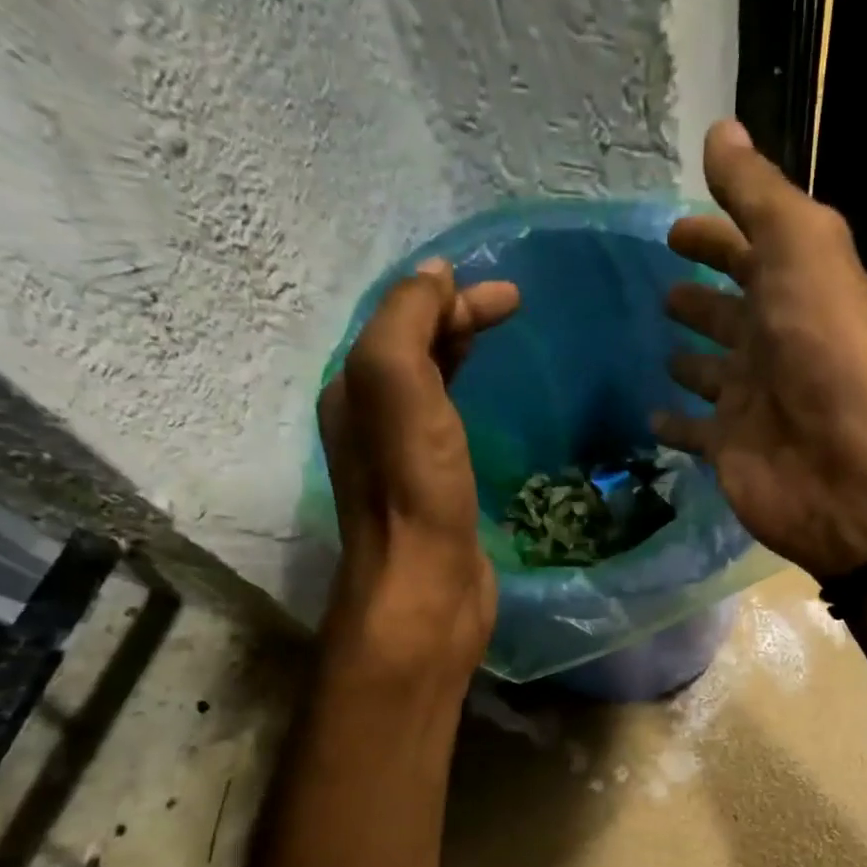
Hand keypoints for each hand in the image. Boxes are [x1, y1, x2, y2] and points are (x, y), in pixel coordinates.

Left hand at [319, 258, 518, 676]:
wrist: (426, 589)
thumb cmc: (412, 488)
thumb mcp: (397, 386)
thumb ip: (406, 322)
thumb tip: (434, 277)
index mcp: (355, 390)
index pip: (398, 320)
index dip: (448, 298)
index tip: (509, 296)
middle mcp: (370, 420)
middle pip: (412, 349)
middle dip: (456, 320)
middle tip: (512, 307)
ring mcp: (402, 459)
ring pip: (430, 386)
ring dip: (460, 355)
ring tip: (499, 342)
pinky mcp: (434, 491)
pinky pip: (448, 425)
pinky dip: (468, 399)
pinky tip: (489, 406)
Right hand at [654, 121, 866, 579]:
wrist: (843, 467)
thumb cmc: (822, 349)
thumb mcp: (798, 247)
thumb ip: (757, 194)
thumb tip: (721, 130)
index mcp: (794, 289)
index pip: (749, 251)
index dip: (715, 236)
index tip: (673, 228)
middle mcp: (773, 343)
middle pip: (730, 313)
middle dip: (699, 297)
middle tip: (661, 289)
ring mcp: (751, 400)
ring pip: (713, 372)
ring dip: (690, 359)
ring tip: (655, 345)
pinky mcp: (729, 450)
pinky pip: (694, 432)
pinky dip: (673, 424)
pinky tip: (648, 414)